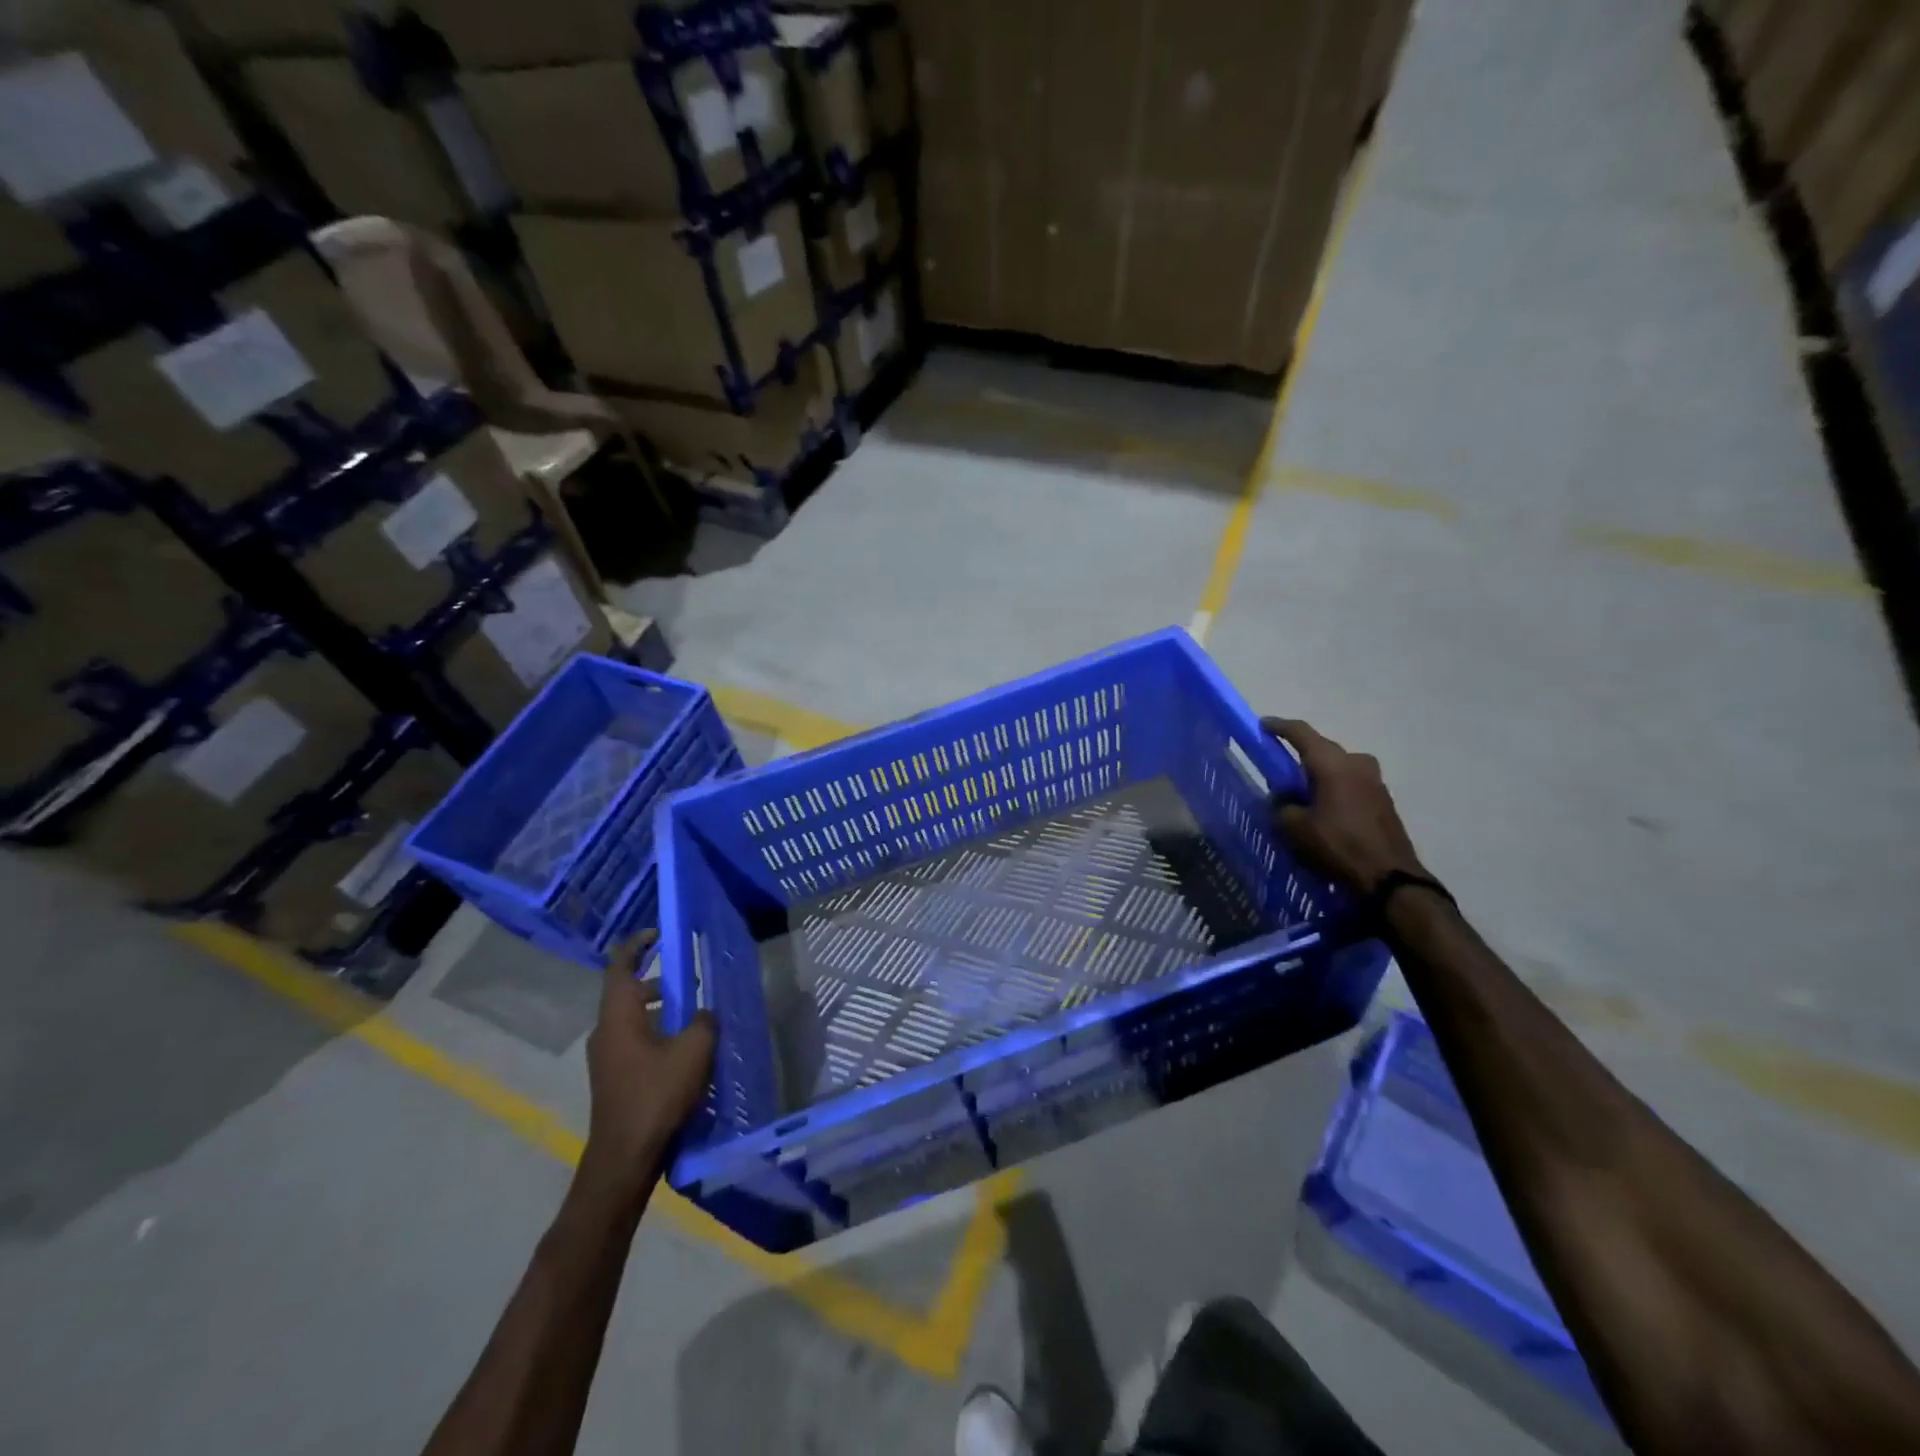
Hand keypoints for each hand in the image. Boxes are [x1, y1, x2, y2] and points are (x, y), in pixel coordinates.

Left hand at [580, 931, 716, 1198]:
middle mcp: (606, 1031)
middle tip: (689, 975)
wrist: (624, 1158)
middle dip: (657, 980)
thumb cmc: (656, 1095)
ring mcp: (607, 1057)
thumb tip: (704, 1013)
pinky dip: (656, 1032)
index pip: (619, 966)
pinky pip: (635, 1040)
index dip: (636, 945)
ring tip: (693, 1012)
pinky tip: (684, 1048)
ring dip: (659, 1009)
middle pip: (627, 991)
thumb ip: (703, 1021)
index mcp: (618, 1016)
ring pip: (632, 1018)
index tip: (657, 933)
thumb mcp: (693, 1051)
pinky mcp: (614, 1078)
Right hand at [1263, 717, 1425, 895]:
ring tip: (1300, 793)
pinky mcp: (1383, 800)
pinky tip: (1322, 808)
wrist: (1390, 878)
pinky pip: (1350, 783)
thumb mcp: (1294, 828)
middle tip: (1278, 768)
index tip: (1263, 725)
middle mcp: (1357, 763)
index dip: (1279, 727)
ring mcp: (1375, 781)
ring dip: (1318, 774)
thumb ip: (1281, 805)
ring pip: (1338, 767)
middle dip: (1299, 755)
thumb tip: (1282, 798)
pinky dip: (1333, 788)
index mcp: (1333, 764)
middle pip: (1322, 749)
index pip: (1302, 733)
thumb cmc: (1337, 846)